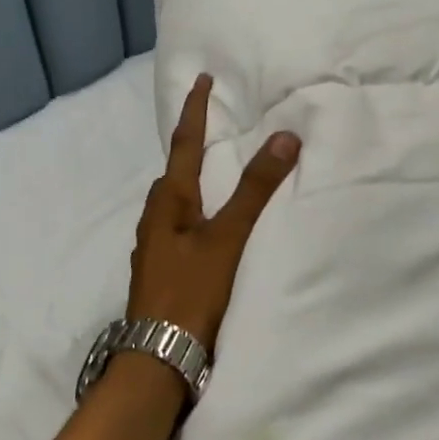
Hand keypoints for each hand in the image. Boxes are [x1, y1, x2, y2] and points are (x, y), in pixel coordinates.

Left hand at [126, 74, 299, 353]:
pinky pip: (179, 227)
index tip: (201, 79)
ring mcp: (155, 248)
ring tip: (217, 175)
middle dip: (191, 147)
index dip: (195, 110)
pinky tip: (209, 229)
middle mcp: (155, 220)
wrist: (157, 360)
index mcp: (168, 203)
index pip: (183, 144)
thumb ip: (255, 191)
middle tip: (214, 128)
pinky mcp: (161, 272)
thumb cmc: (190, 293)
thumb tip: (284, 136)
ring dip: (193, 182)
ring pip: (175, 203)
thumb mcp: (227, 239)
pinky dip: (196, 213)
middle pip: (174, 173)